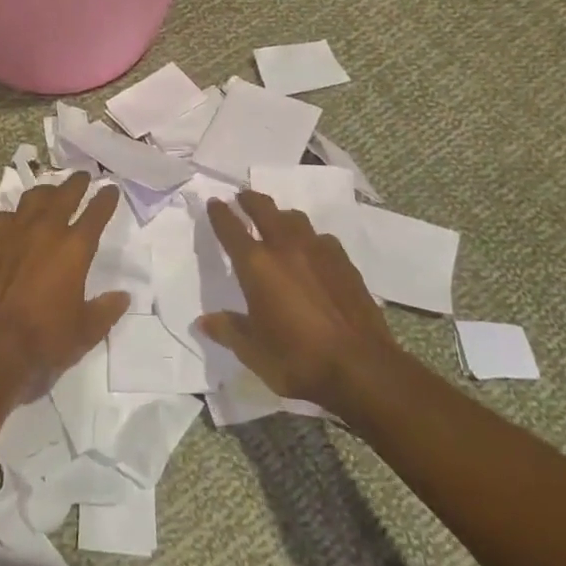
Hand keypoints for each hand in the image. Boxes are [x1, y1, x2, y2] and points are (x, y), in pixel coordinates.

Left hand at [0, 171, 127, 386]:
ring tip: (51, 192)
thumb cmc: (43, 341)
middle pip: (64, 195)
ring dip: (46, 192)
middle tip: (83, 177)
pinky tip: (14, 221)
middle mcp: (45, 231)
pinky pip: (3, 217)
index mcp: (74, 248)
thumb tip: (122, 296)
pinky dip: (14, 215)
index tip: (111, 189)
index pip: (96, 213)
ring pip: (32, 199)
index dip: (106, 199)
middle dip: (76, 183)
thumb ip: (105, 310)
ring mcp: (12, 233)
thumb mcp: (84, 332)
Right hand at [198, 190, 399, 409]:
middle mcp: (286, 248)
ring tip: (277, 222)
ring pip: (296, 219)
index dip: (220, 214)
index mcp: (257, 265)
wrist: (361, 368)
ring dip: (281, 216)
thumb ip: (228, 330)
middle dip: (250, 200)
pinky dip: (310, 239)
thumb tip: (203, 321)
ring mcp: (319, 251)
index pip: (231, 229)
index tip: (214, 202)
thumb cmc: (297, 360)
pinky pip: (322, 239)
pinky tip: (313, 253)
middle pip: (265, 209)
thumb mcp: (253, 351)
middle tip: (243, 198)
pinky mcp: (345, 263)